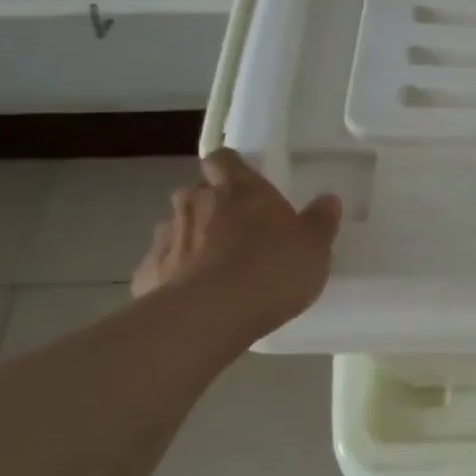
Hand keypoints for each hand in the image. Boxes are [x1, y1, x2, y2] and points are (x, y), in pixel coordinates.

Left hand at [131, 149, 340, 341]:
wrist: (207, 317)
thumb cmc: (271, 269)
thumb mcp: (315, 247)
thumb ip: (320, 221)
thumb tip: (328, 199)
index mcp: (239, 189)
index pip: (224, 159)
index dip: (231, 168)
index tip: (243, 182)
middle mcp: (196, 202)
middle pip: (198, 192)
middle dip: (213, 205)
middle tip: (238, 229)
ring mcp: (166, 236)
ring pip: (179, 227)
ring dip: (194, 238)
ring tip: (218, 267)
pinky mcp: (147, 272)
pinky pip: (165, 264)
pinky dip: (178, 273)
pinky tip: (198, 295)